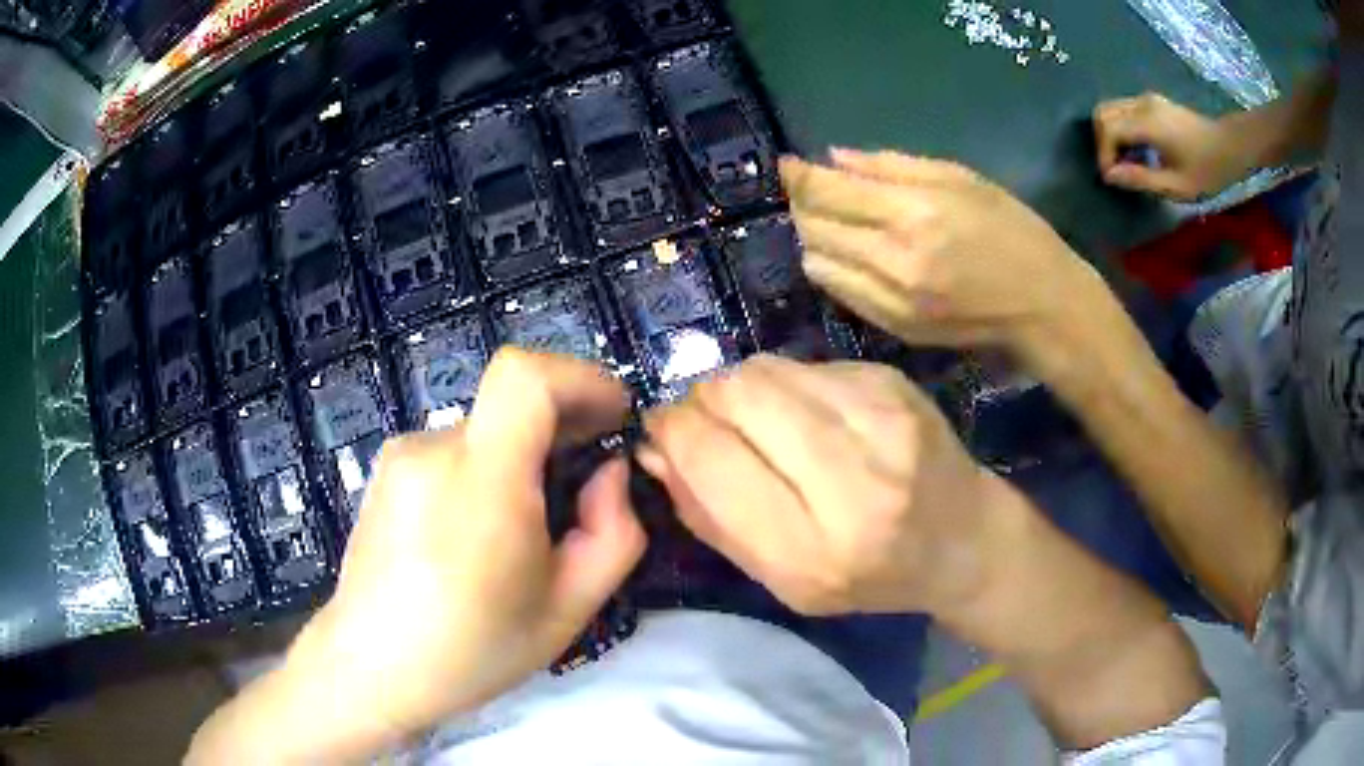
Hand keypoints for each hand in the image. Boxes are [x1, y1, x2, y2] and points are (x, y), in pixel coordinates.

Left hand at [285, 350, 645, 739]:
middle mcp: (433, 450)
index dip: (580, 378)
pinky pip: (452, 452)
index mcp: (481, 482)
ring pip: (484, 434)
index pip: (526, 376)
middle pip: (511, 405)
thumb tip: (608, 473)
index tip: (612, 415)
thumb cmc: (472, 650)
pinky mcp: (386, 469)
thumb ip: (613, 533)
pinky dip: (483, 473)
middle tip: (583, 486)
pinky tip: (473, 535)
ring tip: (519, 533)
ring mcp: (402, 455)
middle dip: (561, 428)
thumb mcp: (569, 610)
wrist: (370, 667)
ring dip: (519, 461)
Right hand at [639, 355, 1002, 615]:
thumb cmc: (869, 577)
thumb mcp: (782, 581)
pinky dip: (786, 386)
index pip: (711, 457)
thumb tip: (653, 449)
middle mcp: (853, 481)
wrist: (963, 540)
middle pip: (735, 394)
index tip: (662, 432)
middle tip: (707, 423)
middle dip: (702, 403)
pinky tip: (808, 416)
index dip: (672, 433)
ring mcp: (882, 419)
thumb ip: (710, 518)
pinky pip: (804, 364)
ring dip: (740, 391)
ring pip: (765, 369)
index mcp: (814, 550)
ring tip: (758, 423)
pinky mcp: (893, 382)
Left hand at [781, 150, 1113, 377]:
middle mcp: (894, 259)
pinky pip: (840, 294)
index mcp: (913, 213)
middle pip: (813, 228)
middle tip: (813, 190)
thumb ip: (892, 166)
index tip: (787, 164)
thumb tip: (835, 158)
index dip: (798, 175)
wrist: (1043, 306)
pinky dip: (834, 268)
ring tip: (834, 221)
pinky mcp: (895, 329)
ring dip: (815, 238)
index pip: (827, 191)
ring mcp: (891, 301)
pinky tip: (852, 253)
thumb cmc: (1012, 230)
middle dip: (803, 203)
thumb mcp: (961, 179)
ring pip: (818, 264)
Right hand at [1094, 92, 1256, 199]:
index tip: (1112, 179)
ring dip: (1110, 135)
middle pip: (1102, 113)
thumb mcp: (1176, 186)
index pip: (1108, 130)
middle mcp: (1141, 104)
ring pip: (1110, 109)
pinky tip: (1135, 150)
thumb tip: (1111, 175)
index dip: (1103, 155)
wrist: (1229, 146)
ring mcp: (1146, 100)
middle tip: (1114, 169)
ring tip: (1124, 162)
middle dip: (1101, 142)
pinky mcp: (1152, 102)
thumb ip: (1141, 179)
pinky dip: (1120, 128)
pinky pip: (1123, 110)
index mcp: (1147, 123)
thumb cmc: (1207, 170)